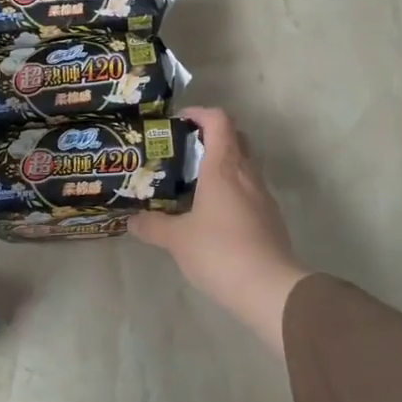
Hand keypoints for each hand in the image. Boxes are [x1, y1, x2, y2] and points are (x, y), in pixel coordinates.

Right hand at [129, 107, 309, 356]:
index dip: (199, 113)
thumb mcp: (176, 239)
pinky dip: (232, 189)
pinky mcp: (270, 217)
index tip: (178, 122)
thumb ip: (152, 225)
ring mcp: (262, 195)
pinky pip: (249, 190)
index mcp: (223, 167)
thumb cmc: (219, 252)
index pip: (219, 121)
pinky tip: (213, 213)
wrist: (269, 287)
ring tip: (193, 183)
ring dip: (222, 164)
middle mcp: (247, 174)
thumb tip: (131, 220)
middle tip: (183, 151)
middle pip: (235, 137)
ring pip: (244, 164)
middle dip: (210, 136)